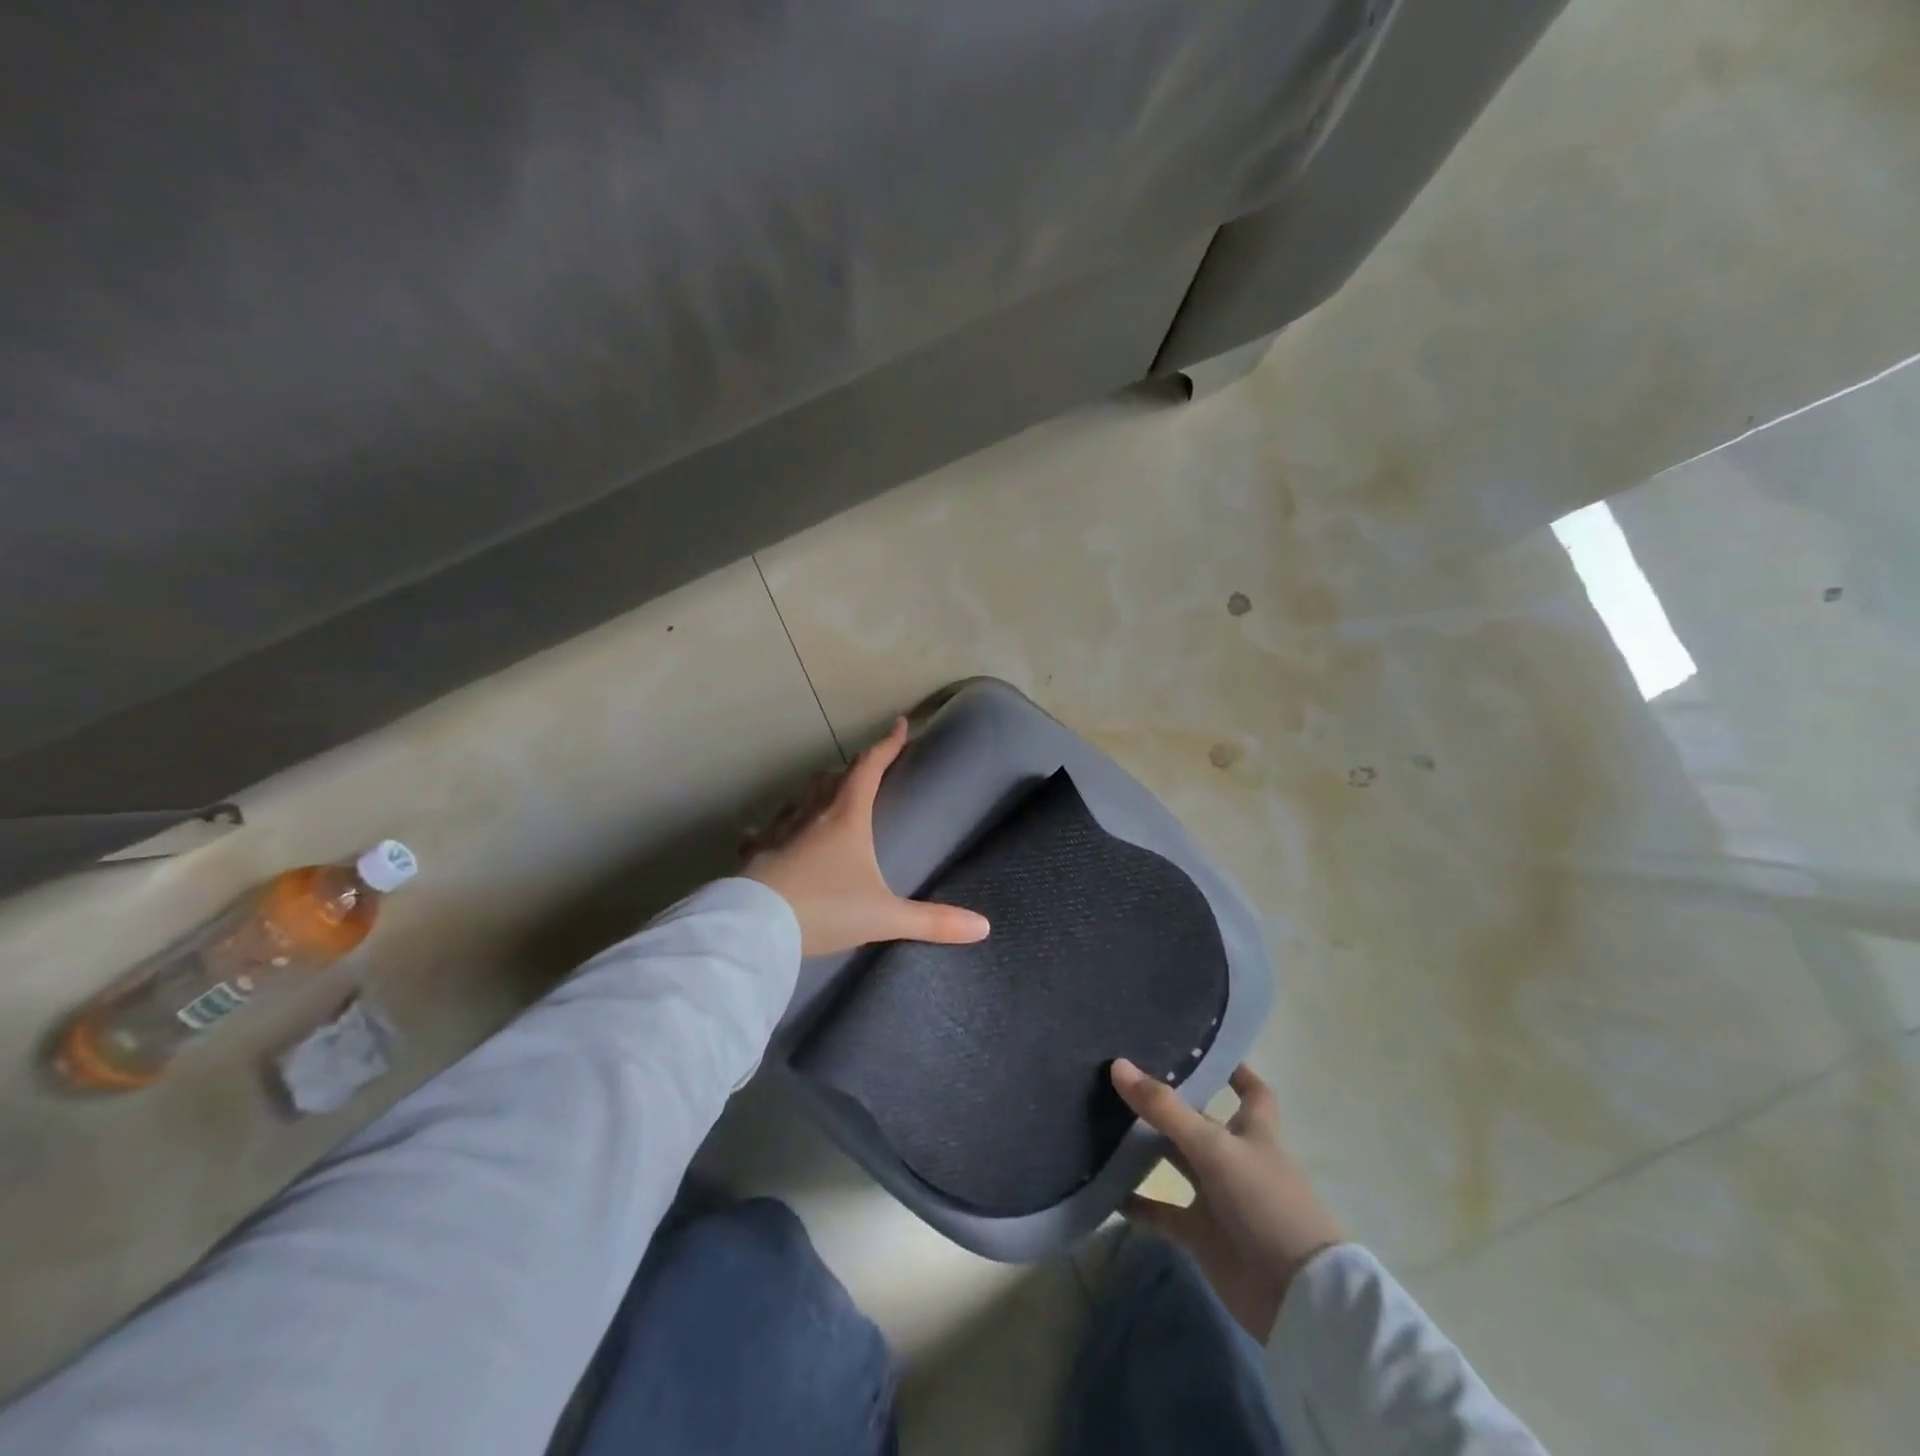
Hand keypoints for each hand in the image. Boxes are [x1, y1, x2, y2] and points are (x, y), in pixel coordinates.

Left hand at [744, 717, 990, 956]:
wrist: (755, 927)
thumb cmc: (825, 908)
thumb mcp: (883, 916)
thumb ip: (932, 921)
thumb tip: (983, 928)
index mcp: (846, 816)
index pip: (869, 767)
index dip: (887, 744)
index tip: (900, 725)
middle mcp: (811, 813)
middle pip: (832, 777)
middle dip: (852, 768)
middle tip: (865, 769)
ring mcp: (778, 830)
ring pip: (800, 797)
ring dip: (816, 790)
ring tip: (825, 795)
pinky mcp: (755, 852)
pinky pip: (765, 830)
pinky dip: (774, 826)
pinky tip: (763, 835)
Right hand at [1112, 1058, 1342, 1341]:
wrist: (1297, 1298)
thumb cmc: (1266, 1204)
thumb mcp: (1215, 1147)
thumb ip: (1165, 1109)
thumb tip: (1118, 1065)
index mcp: (1254, 1131)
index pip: (1250, 1091)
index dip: (1233, 1069)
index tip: (1199, 1047)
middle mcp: (1235, 1159)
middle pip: (1198, 1122)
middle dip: (1168, 1103)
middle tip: (1122, 1075)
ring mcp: (1218, 1198)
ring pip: (1176, 1163)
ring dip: (1146, 1149)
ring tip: (1103, 1121)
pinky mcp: (1203, 1236)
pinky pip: (1163, 1214)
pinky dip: (1138, 1205)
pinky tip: (1106, 1190)